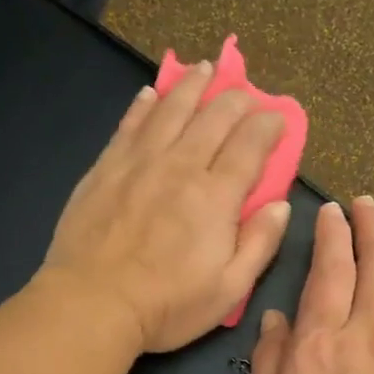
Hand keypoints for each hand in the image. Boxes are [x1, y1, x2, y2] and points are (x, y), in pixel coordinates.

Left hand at [42, 62, 291, 352]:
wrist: (92, 303)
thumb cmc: (167, 305)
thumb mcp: (229, 289)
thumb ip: (260, 244)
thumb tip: (281, 205)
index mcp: (216, 196)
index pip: (250, 145)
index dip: (268, 126)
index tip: (278, 120)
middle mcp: (181, 166)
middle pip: (214, 117)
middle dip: (236, 99)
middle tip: (246, 94)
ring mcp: (139, 162)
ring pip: (171, 110)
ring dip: (192, 86)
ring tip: (204, 68)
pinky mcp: (106, 168)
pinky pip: (129, 125)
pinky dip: (144, 105)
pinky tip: (151, 94)